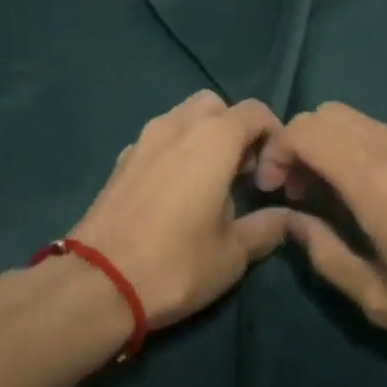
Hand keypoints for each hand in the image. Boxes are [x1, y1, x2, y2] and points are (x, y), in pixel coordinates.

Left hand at [70, 92, 291, 330]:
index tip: (270, 180)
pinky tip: (174, 192)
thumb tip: (288, 217)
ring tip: (208, 183)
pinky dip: (175, 150)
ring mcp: (144, 138)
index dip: (273, 138)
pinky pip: (158, 138)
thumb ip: (266, 227)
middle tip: (241, 173)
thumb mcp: (233, 254)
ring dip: (203, 137)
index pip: (255, 111)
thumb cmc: (176, 264)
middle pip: (216, 105)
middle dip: (235, 130)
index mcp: (214, 138)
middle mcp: (178, 125)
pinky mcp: (121, 158)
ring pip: (183, 117)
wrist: (98, 281)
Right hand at [254, 102, 386, 385]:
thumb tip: (292, 219)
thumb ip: (322, 251)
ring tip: (341, 200)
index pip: (304, 129)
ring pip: (362, 122)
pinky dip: (370, 151)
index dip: (276, 152)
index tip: (273, 191)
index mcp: (375, 177)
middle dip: (302, 146)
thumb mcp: (377, 299)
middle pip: (329, 115)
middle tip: (302, 196)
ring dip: (336, 148)